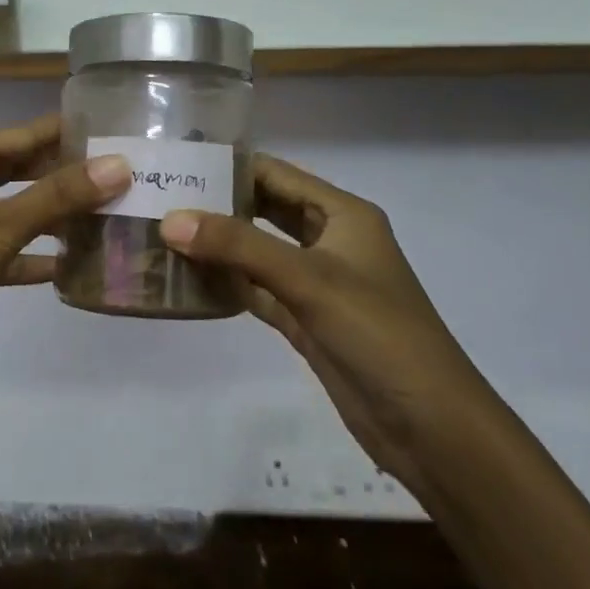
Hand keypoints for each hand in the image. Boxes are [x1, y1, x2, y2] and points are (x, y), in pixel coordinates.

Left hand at [0, 114, 130, 392]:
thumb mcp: (0, 223)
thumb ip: (59, 196)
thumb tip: (118, 165)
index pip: (25, 134)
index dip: (67, 133)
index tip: (113, 134)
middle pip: (16, 170)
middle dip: (61, 176)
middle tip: (115, 181)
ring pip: (6, 210)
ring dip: (46, 218)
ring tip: (98, 221)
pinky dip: (22, 256)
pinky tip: (59, 269)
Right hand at [160, 155, 500, 495]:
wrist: (428, 425)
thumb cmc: (377, 334)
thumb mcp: (308, 279)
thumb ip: (239, 246)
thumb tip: (171, 219)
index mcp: (343, 215)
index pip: (277, 174)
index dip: (230, 166)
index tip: (177, 163)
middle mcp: (330, 241)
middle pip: (265, 210)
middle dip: (218, 204)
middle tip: (161, 198)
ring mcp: (316, 283)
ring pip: (258, 252)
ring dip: (218, 245)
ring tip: (163, 233)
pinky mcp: (305, 320)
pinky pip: (257, 290)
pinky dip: (227, 284)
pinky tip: (188, 279)